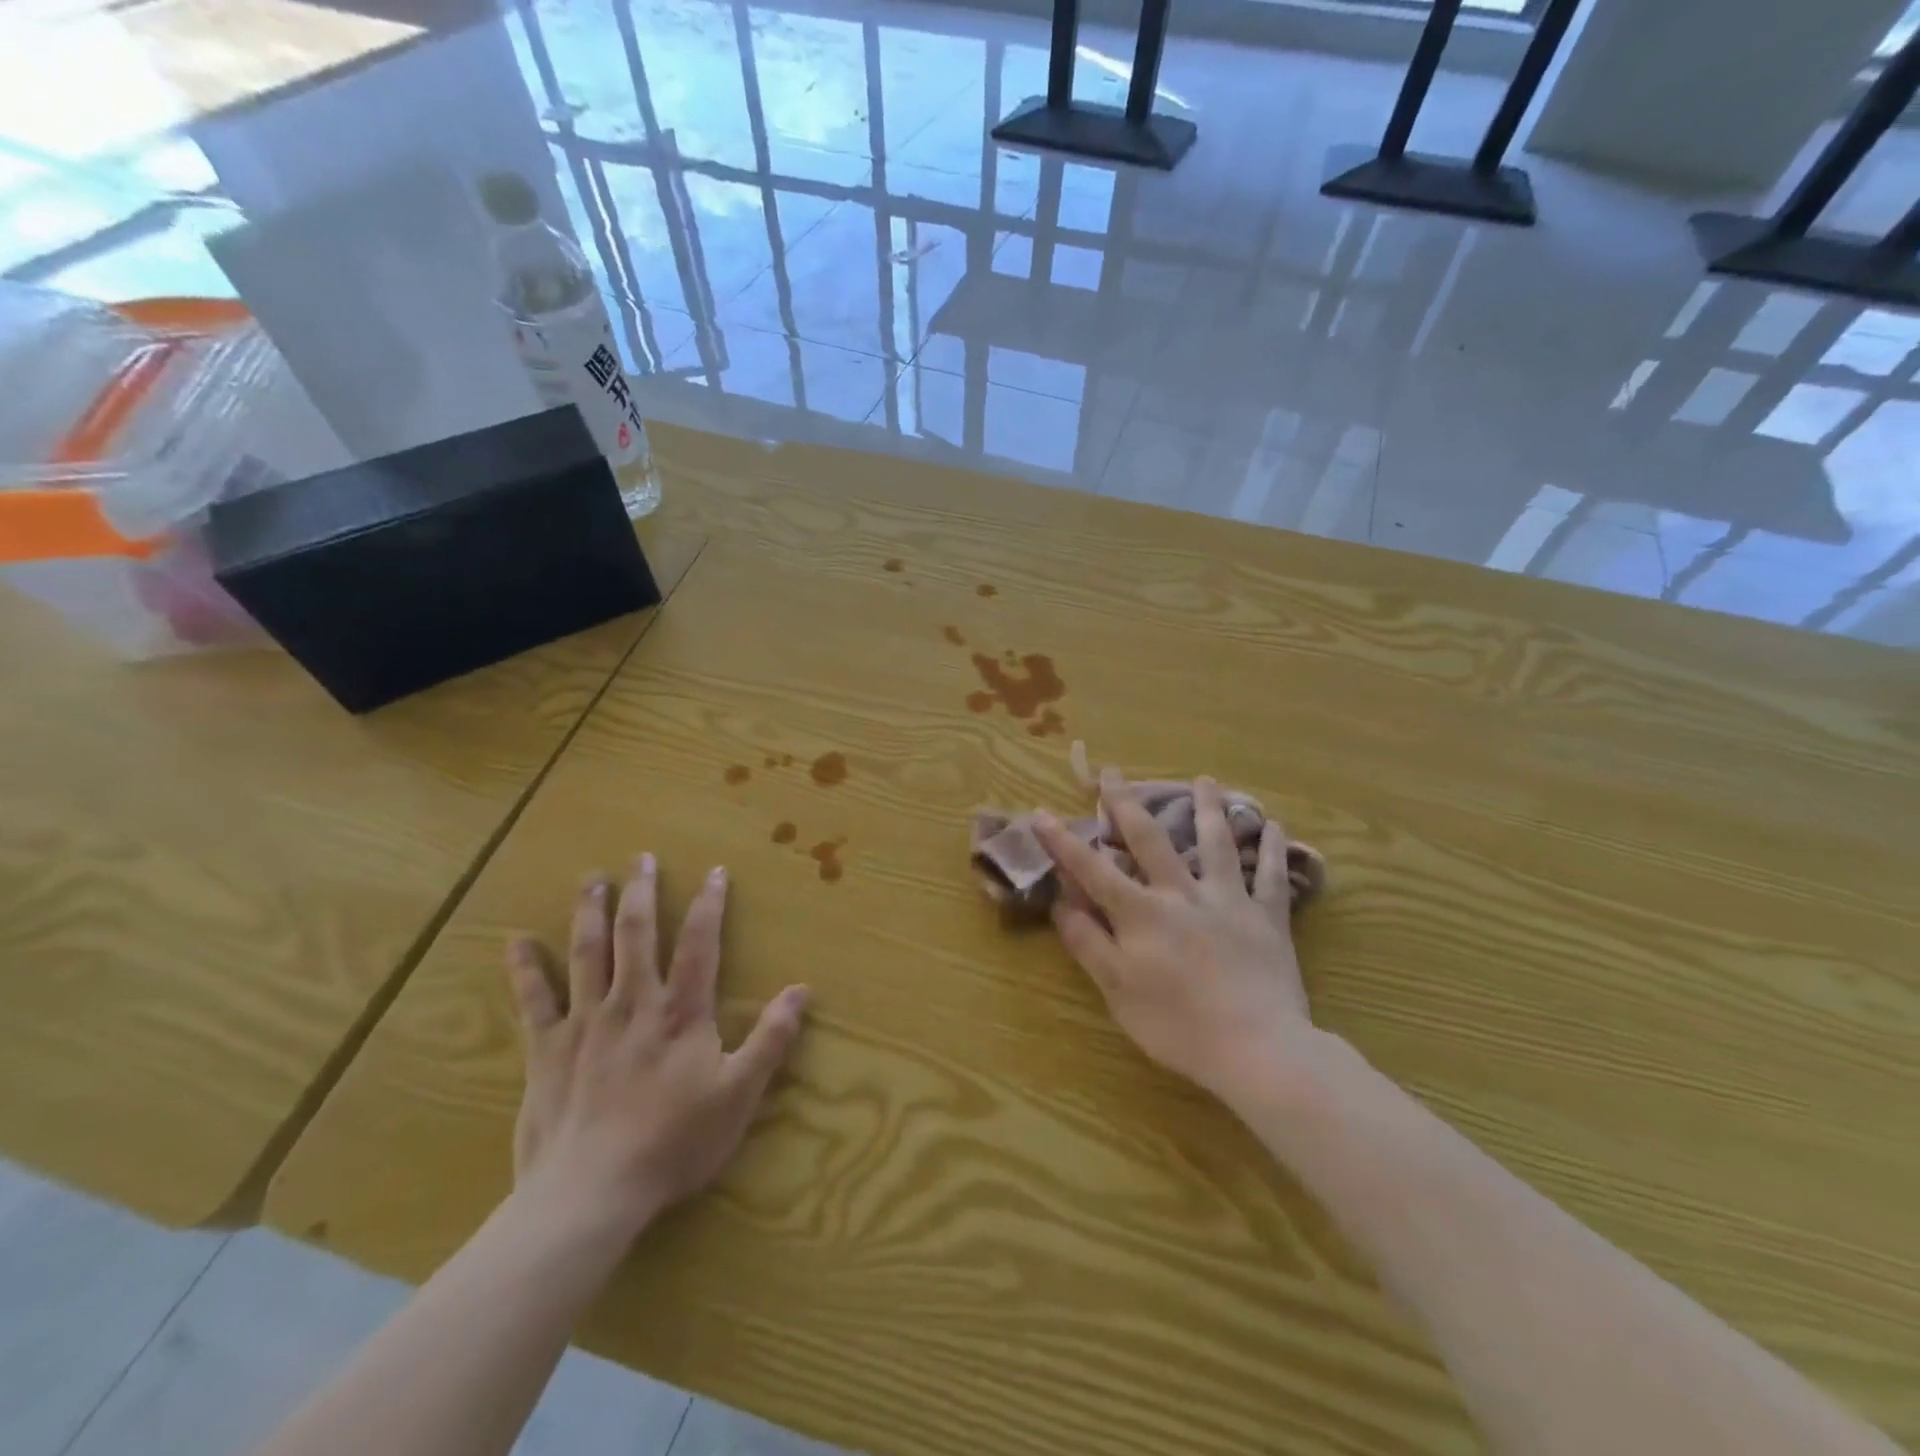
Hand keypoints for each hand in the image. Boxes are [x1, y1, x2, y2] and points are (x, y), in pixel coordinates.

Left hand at [505, 856, 808, 1238]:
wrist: (590, 1195)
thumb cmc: (673, 1143)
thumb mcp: (739, 1094)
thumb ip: (770, 1039)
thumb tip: (803, 990)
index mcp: (680, 1012)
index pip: (699, 944)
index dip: (710, 905)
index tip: (715, 872)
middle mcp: (632, 1003)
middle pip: (636, 935)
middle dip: (641, 893)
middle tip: (641, 858)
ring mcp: (585, 1023)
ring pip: (587, 954)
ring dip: (589, 912)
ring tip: (591, 878)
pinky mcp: (546, 1051)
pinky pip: (533, 1001)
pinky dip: (525, 969)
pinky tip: (516, 940)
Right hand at [1033, 772, 1311, 1101]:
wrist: (1257, 1049)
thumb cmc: (1178, 1026)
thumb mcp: (1117, 991)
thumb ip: (1089, 943)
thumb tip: (1062, 902)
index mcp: (1141, 913)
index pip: (1092, 870)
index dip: (1063, 842)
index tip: (1041, 813)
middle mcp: (1181, 894)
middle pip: (1151, 839)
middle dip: (1126, 803)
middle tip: (1114, 772)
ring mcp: (1228, 901)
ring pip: (1216, 844)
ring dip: (1208, 808)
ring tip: (1205, 780)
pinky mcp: (1267, 918)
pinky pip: (1270, 876)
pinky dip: (1271, 849)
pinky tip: (1274, 824)